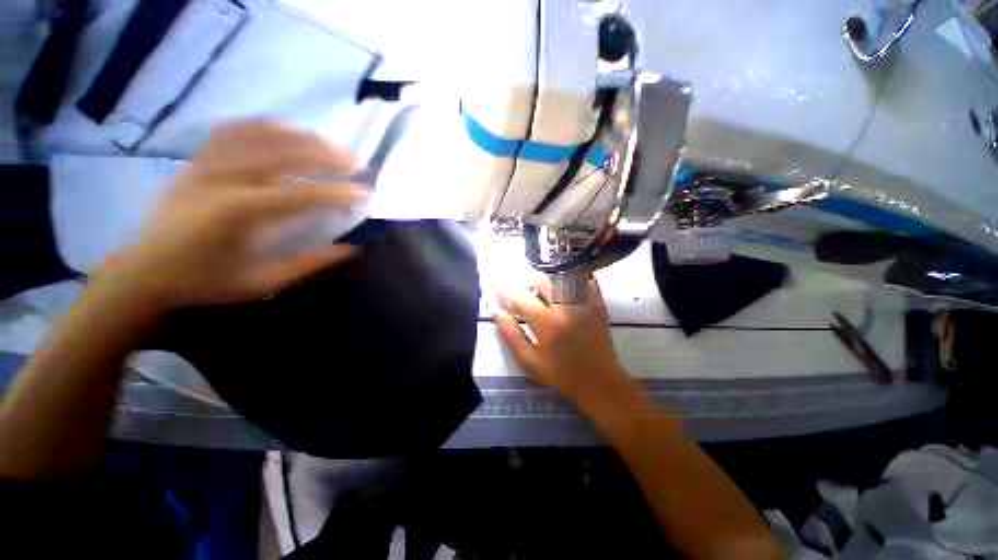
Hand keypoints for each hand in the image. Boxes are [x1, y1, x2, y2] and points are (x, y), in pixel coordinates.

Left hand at [101, 121, 367, 309]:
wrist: (143, 272)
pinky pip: (232, 131)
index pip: (299, 194)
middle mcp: (220, 180)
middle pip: (281, 153)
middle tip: (354, 161)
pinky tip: (285, 130)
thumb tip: (349, 249)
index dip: (336, 193)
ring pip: (258, 135)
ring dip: (300, 136)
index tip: (364, 193)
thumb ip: (308, 264)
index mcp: (236, 213)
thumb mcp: (261, 283)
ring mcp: (205, 165)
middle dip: (324, 154)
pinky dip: (263, 127)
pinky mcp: (196, 161)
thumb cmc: (204, 282)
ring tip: (328, 143)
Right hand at [493, 278, 641, 414]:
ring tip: (538, 288)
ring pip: (561, 276)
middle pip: (542, 281)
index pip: (521, 298)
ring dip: (545, 278)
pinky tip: (561, 284)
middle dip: (526, 281)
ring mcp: (585, 302)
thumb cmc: (560, 374)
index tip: (496, 287)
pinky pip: (582, 279)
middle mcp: (567, 307)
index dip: (505, 291)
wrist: (598, 381)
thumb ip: (510, 333)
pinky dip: (569, 277)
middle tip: (520, 289)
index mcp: (548, 324)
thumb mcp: (529, 361)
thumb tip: (496, 310)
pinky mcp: (597, 302)